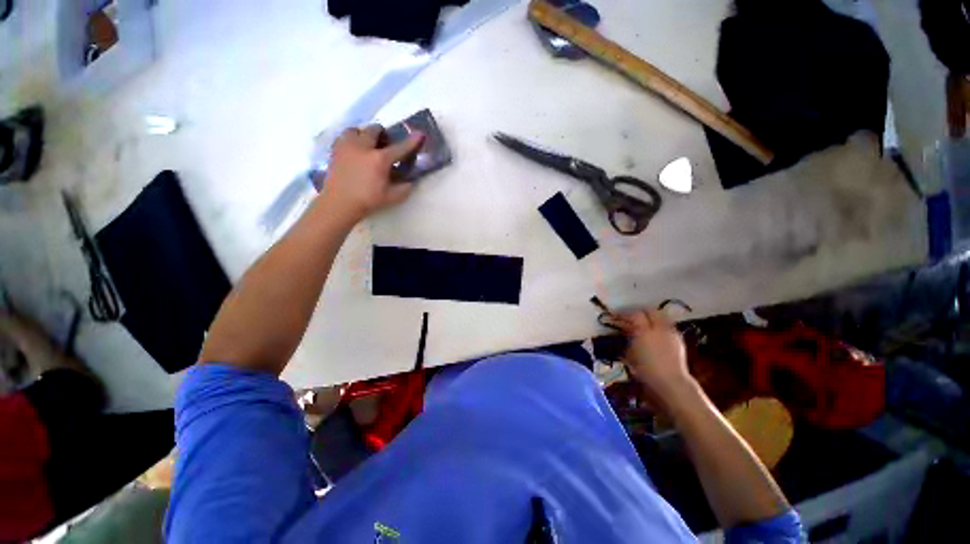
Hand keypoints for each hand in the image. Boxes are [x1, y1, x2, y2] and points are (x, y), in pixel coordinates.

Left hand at [319, 125, 424, 223]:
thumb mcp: (392, 197)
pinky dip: (350, 140)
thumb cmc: (368, 200)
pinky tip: (354, 150)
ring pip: (355, 130)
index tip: (420, 134)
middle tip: (385, 143)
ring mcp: (347, 146)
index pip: (400, 148)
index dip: (411, 141)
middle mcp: (363, 147)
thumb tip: (411, 181)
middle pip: (374, 130)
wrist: (339, 203)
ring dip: (363, 134)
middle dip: (382, 134)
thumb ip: (404, 188)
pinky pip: (343, 137)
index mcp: (380, 159)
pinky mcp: (335, 150)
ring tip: (366, 144)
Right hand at [608, 309, 696, 411]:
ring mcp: (670, 332)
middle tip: (631, 317)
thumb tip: (625, 330)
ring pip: (660, 316)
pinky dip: (659, 325)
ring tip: (643, 323)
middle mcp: (658, 328)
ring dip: (651, 317)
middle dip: (640, 311)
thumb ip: (628, 338)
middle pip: (650, 311)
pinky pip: (667, 325)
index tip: (618, 316)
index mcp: (644, 331)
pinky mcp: (678, 338)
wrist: (671, 382)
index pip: (635, 314)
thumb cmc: (645, 370)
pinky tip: (655, 333)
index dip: (625, 313)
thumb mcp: (630, 354)